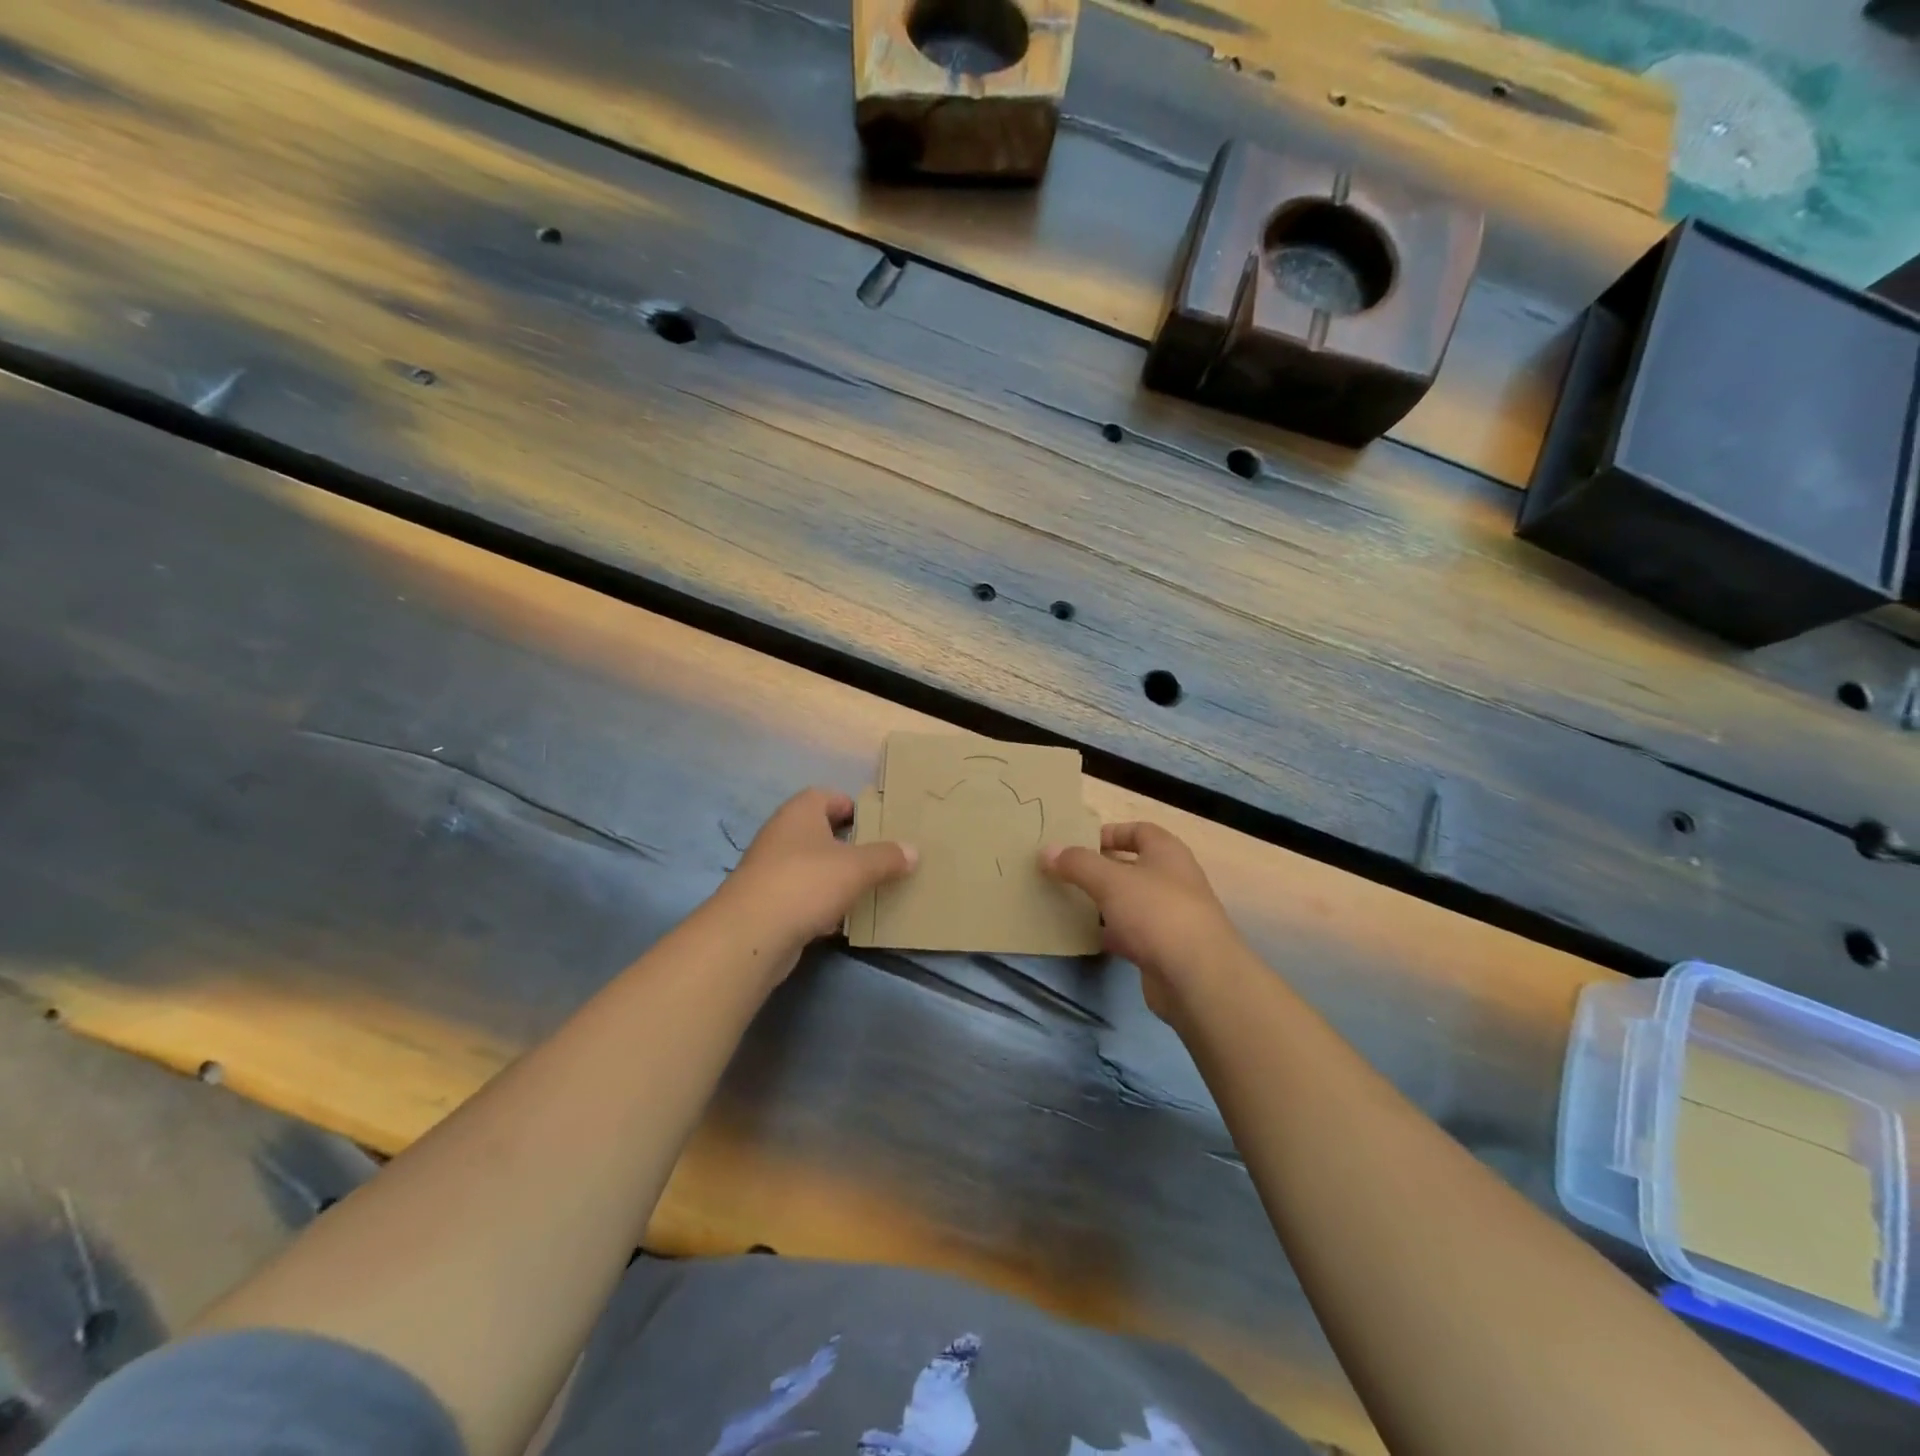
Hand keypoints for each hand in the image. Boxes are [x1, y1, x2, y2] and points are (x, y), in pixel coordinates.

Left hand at [715, 788, 915, 967]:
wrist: (751, 934)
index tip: (878, 824)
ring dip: (835, 875)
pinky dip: (821, 903)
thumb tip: (913, 850)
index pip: (828, 796)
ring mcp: (770, 869)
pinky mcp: (767, 902)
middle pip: (820, 831)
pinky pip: (802, 895)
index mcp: (800, 812)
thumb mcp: (857, 867)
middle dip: (848, 843)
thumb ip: (886, 857)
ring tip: (867, 888)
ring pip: (811, 865)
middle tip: (880, 856)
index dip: (853, 806)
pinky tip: (841, 920)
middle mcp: (781, 834)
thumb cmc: (806, 883)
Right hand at [1041, 822, 1241, 1020]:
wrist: (1196, 978)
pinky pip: (1131, 934)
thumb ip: (1077, 864)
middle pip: (1133, 867)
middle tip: (1065, 873)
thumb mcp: (1110, 881)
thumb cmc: (1156, 913)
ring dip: (1104, 902)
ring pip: (1130, 902)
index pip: (1139, 831)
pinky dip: (1111, 933)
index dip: (1110, 833)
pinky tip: (1086, 937)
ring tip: (1068, 902)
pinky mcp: (1164, 950)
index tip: (1078, 844)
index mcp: (1168, 853)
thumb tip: (1046, 850)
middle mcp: (1173, 880)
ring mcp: (1170, 917)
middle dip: (1101, 869)